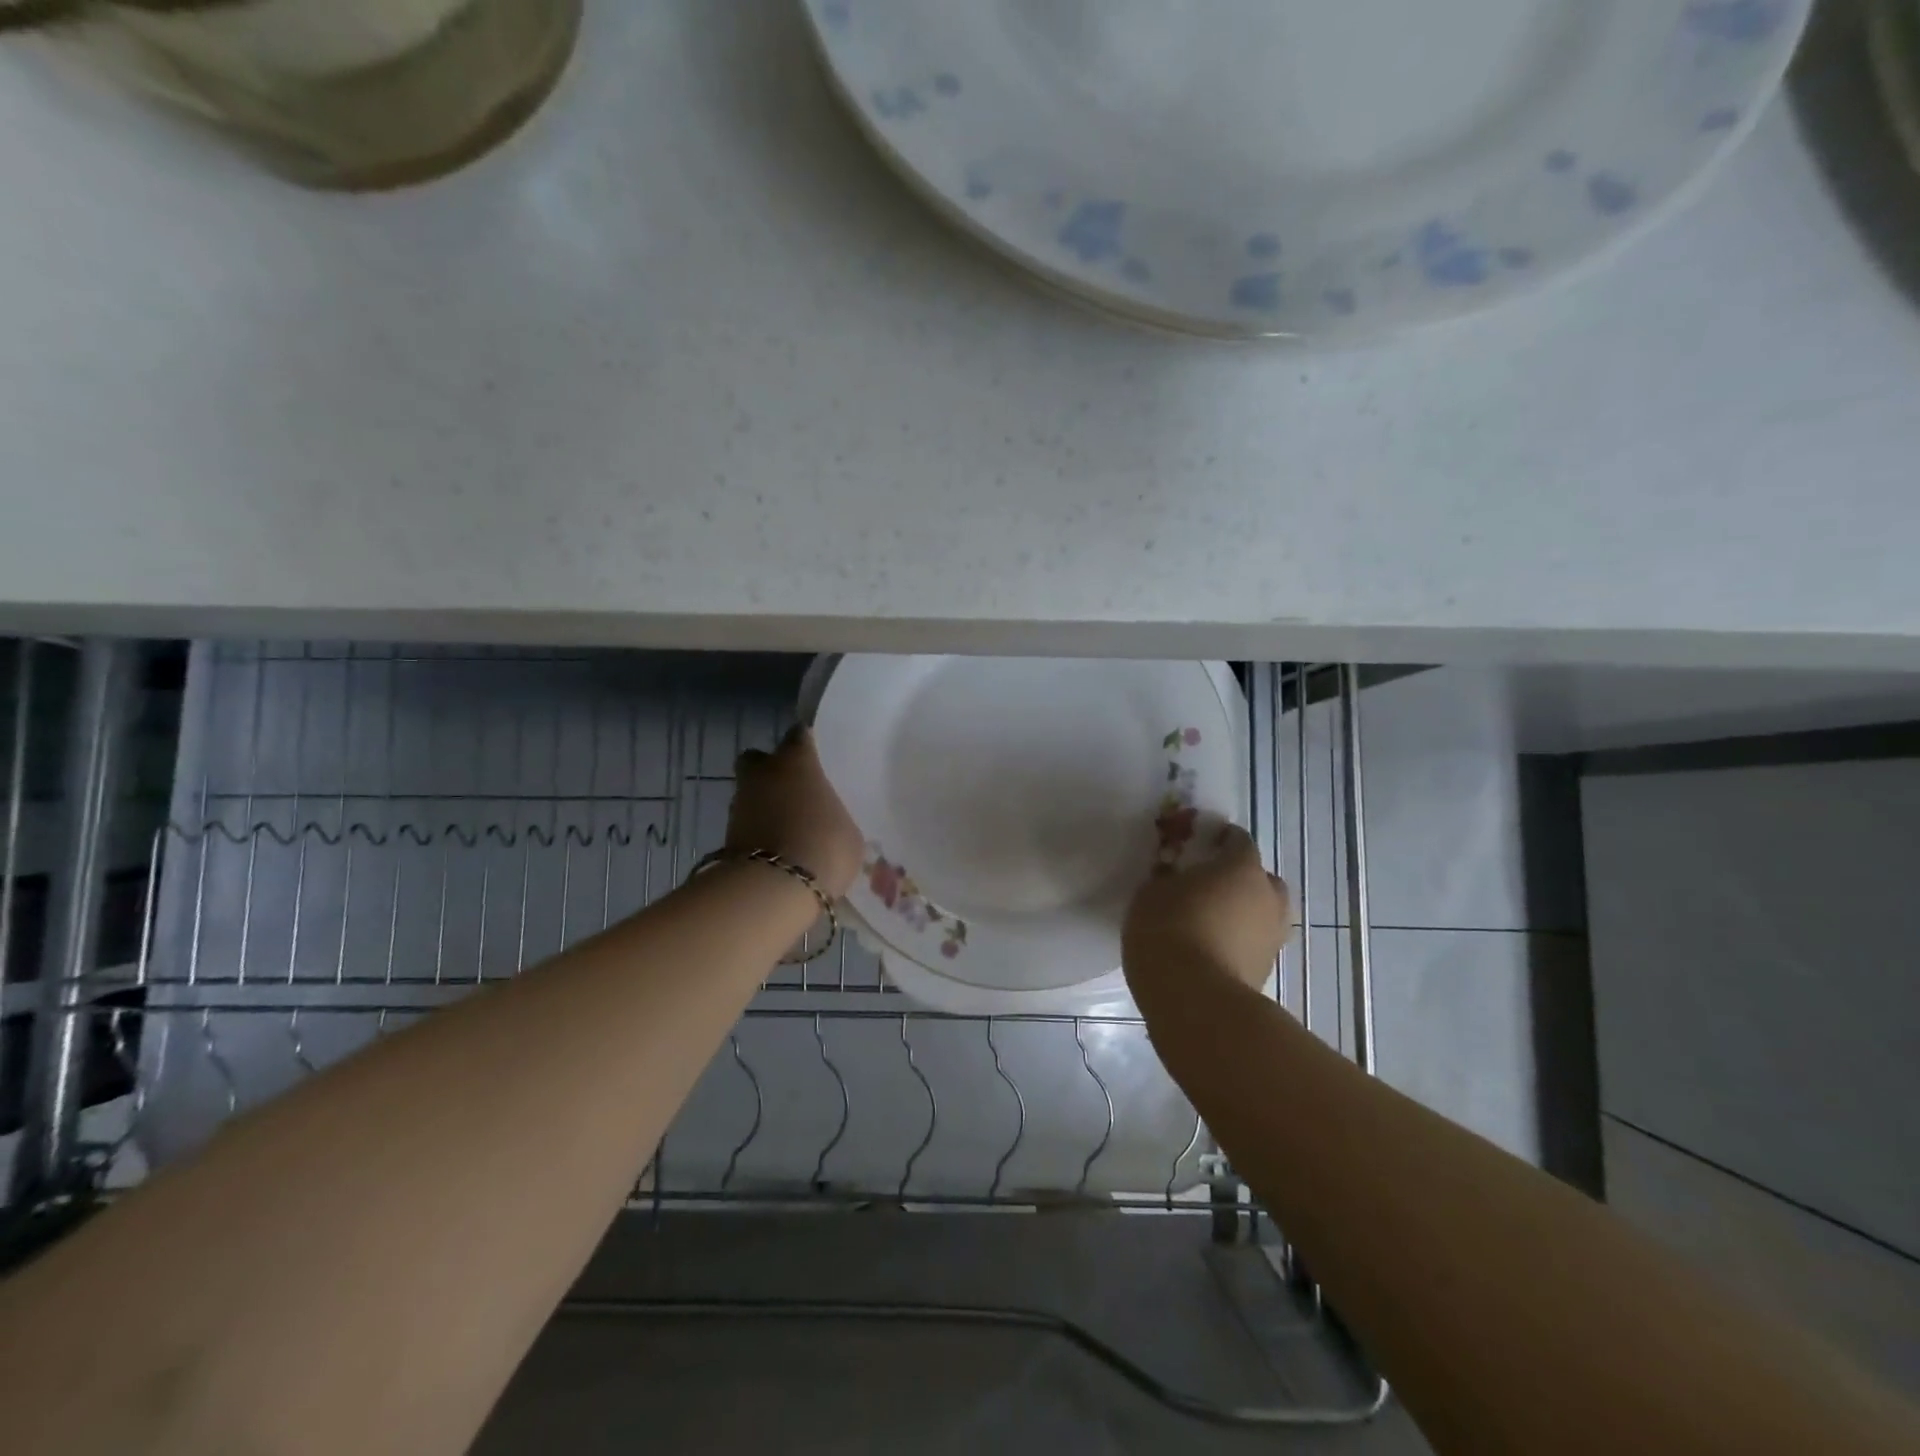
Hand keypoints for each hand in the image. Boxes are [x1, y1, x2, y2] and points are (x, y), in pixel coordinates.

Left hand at [729, 727, 863, 898]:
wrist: (774, 888)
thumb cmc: (824, 846)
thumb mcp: (848, 833)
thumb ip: (835, 818)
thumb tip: (828, 822)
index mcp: (797, 761)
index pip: (798, 736)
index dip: (805, 744)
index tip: (814, 756)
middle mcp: (763, 774)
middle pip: (757, 759)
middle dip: (768, 770)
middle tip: (791, 791)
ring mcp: (740, 804)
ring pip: (750, 794)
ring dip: (764, 806)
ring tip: (788, 829)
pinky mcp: (726, 836)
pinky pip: (747, 825)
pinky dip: (758, 834)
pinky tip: (777, 850)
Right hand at [1123, 826, 1291, 993]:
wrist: (1194, 999)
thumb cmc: (1169, 930)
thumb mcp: (1151, 892)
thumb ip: (1168, 878)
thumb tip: (1174, 877)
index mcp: (1242, 867)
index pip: (1237, 839)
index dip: (1216, 840)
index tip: (1192, 848)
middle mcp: (1267, 896)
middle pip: (1258, 877)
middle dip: (1237, 879)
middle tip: (1205, 887)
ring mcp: (1273, 936)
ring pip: (1261, 912)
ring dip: (1242, 913)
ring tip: (1208, 922)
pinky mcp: (1266, 970)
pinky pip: (1253, 943)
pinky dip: (1238, 941)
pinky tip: (1210, 949)